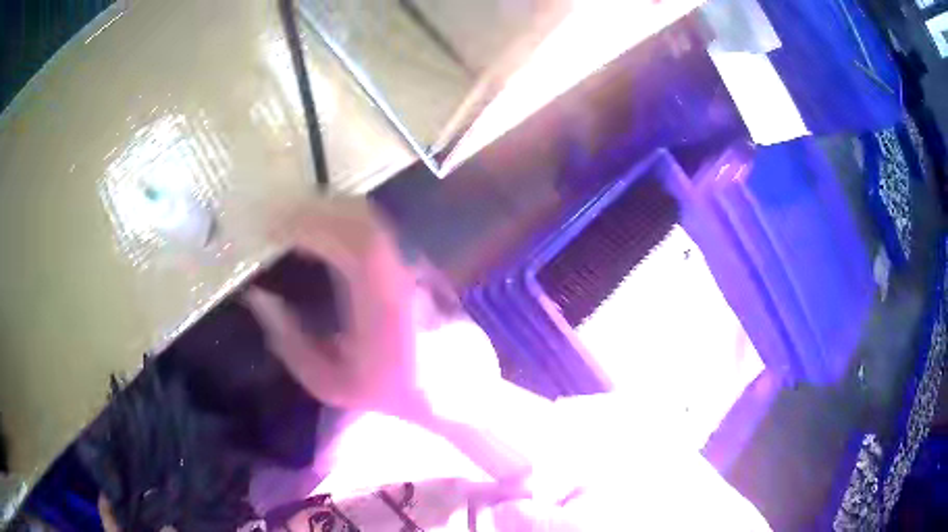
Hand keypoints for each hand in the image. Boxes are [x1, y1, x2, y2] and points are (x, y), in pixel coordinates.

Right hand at [245, 198, 429, 420]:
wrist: (454, 392)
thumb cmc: (391, 392)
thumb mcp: (331, 383)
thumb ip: (290, 343)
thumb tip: (258, 299)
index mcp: (382, 300)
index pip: (348, 240)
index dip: (308, 224)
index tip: (273, 228)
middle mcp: (402, 271)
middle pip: (359, 218)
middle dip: (314, 211)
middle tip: (279, 219)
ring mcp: (414, 262)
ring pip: (371, 218)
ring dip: (330, 212)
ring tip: (296, 221)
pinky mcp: (417, 261)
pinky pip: (378, 227)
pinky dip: (346, 221)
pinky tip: (326, 233)